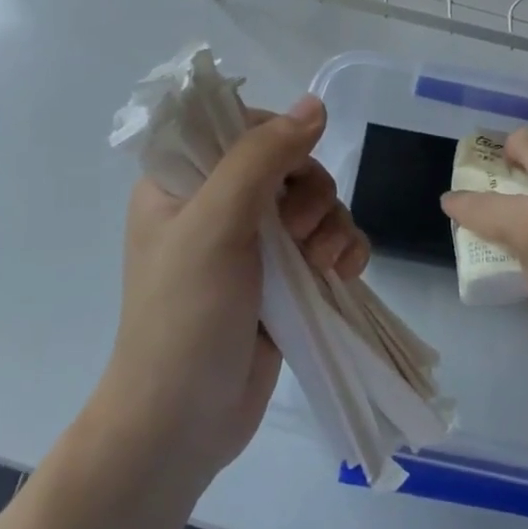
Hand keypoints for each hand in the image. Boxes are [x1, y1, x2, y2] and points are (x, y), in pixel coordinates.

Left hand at [104, 95, 367, 479]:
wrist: (183, 424)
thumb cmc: (185, 315)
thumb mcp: (216, 223)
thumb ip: (262, 156)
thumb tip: (314, 104)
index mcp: (181, 182)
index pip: (238, 127)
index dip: (276, 139)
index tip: (290, 169)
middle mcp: (217, 205)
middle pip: (288, 165)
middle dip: (309, 194)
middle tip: (298, 234)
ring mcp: (253, 245)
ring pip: (314, 203)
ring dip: (332, 224)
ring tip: (325, 264)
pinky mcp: (283, 280)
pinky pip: (327, 243)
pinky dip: (343, 250)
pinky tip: (346, 273)